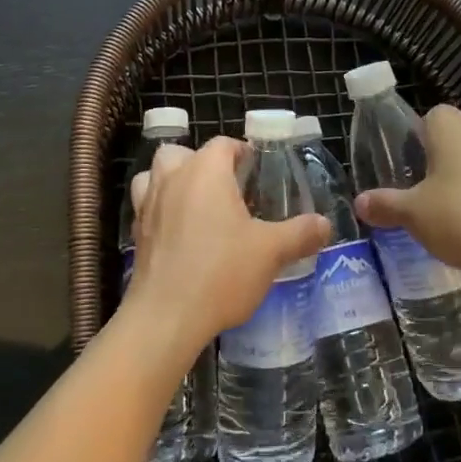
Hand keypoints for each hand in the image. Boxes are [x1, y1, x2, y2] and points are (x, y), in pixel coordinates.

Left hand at [122, 137, 330, 366]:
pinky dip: (160, 210)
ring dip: (173, 181)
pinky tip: (179, 235)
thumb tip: (325, 224)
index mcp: (206, 172)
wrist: (166, 317)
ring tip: (195, 204)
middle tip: (226, 189)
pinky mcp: (135, 233)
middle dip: (202, 163)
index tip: (257, 170)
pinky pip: (146, 207)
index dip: (241, 152)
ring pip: (155, 175)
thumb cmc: (221, 272)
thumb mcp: (271, 252)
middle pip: (182, 153)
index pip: (223, 144)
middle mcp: (172, 178)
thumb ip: (300, 233)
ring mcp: (148, 205)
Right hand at [355, 106, 460, 286]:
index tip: (409, 167)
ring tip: (453, 205)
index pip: (429, 116)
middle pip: (457, 131)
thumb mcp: (413, 214)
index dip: (417, 139)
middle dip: (443, 152)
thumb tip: (359, 202)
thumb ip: (385, 204)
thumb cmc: (460, 218)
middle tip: (428, 185)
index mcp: (450, 125)